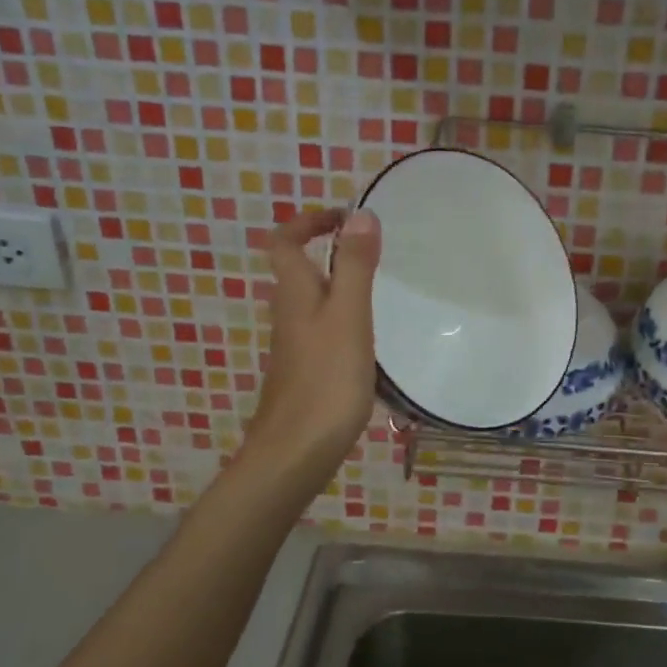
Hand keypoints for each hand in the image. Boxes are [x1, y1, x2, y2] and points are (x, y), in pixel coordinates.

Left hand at [243, 206, 380, 477]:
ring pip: (314, 302)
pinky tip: (371, 339)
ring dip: (340, 286)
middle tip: (373, 251)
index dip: (309, 222)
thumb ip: (355, 267)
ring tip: (381, 289)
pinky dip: (345, 320)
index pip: (286, 241)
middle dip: (330, 252)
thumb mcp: (349, 316)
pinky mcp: (307, 372)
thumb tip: (360, 214)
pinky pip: (324, 331)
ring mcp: (296, 346)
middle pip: (299, 270)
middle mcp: (289, 314)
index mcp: (295, 293)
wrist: (296, 452)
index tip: (346, 218)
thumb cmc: (326, 380)